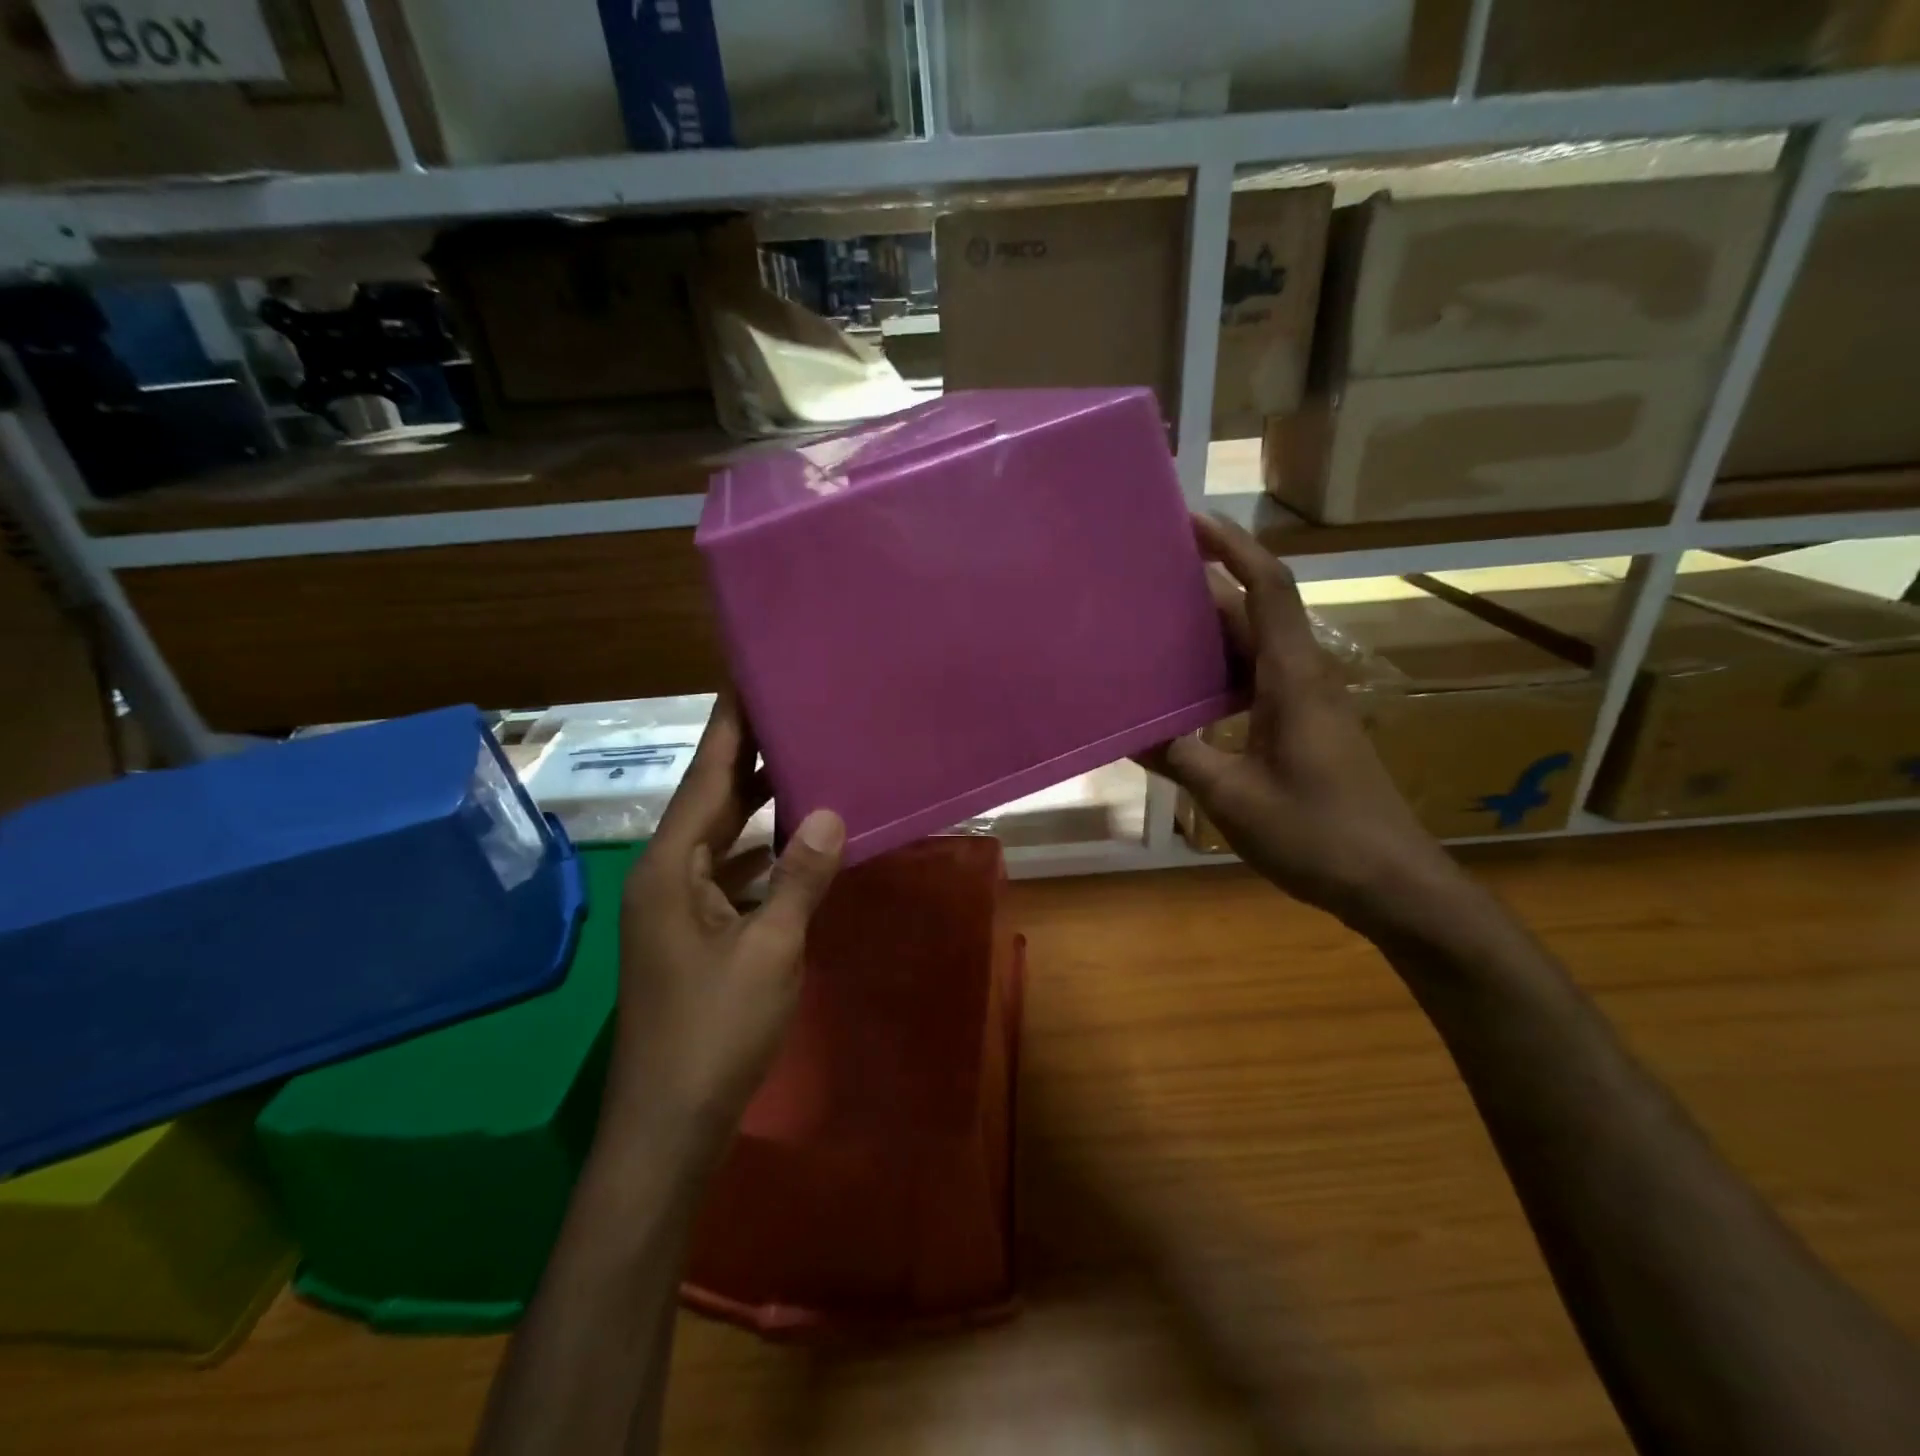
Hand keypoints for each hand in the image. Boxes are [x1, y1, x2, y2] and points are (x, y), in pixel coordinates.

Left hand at [604, 694, 844, 1148]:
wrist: (667, 1126)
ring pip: (722, 839)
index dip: (730, 729)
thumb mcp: (769, 950)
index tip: (749, 680)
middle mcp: (666, 877)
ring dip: (757, 806)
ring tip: (802, 763)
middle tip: (790, 711)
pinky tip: (795, 844)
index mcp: (671, 868)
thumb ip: (799, 877)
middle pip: (711, 801)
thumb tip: (829, 812)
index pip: (706, 779)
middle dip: (748, 757)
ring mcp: (676, 909)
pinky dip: (761, 854)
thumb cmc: (714, 1032)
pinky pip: (730, 875)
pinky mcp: (693, 937)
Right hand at [1144, 514, 1459, 931]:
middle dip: (1203, 587)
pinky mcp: (1303, 729)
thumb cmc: (1317, 834)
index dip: (1233, 546)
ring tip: (1150, 632)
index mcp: (1292, 678)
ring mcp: (1305, 704)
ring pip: (1252, 649)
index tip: (1190, 520)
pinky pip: (1253, 683)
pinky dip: (1216, 677)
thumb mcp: (1233, 797)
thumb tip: (1127, 730)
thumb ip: (1179, 757)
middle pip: (1252, 612)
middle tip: (1144, 583)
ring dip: (1207, 635)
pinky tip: (1179, 698)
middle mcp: (1302, 677)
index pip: (1266, 588)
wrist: (1392, 883)